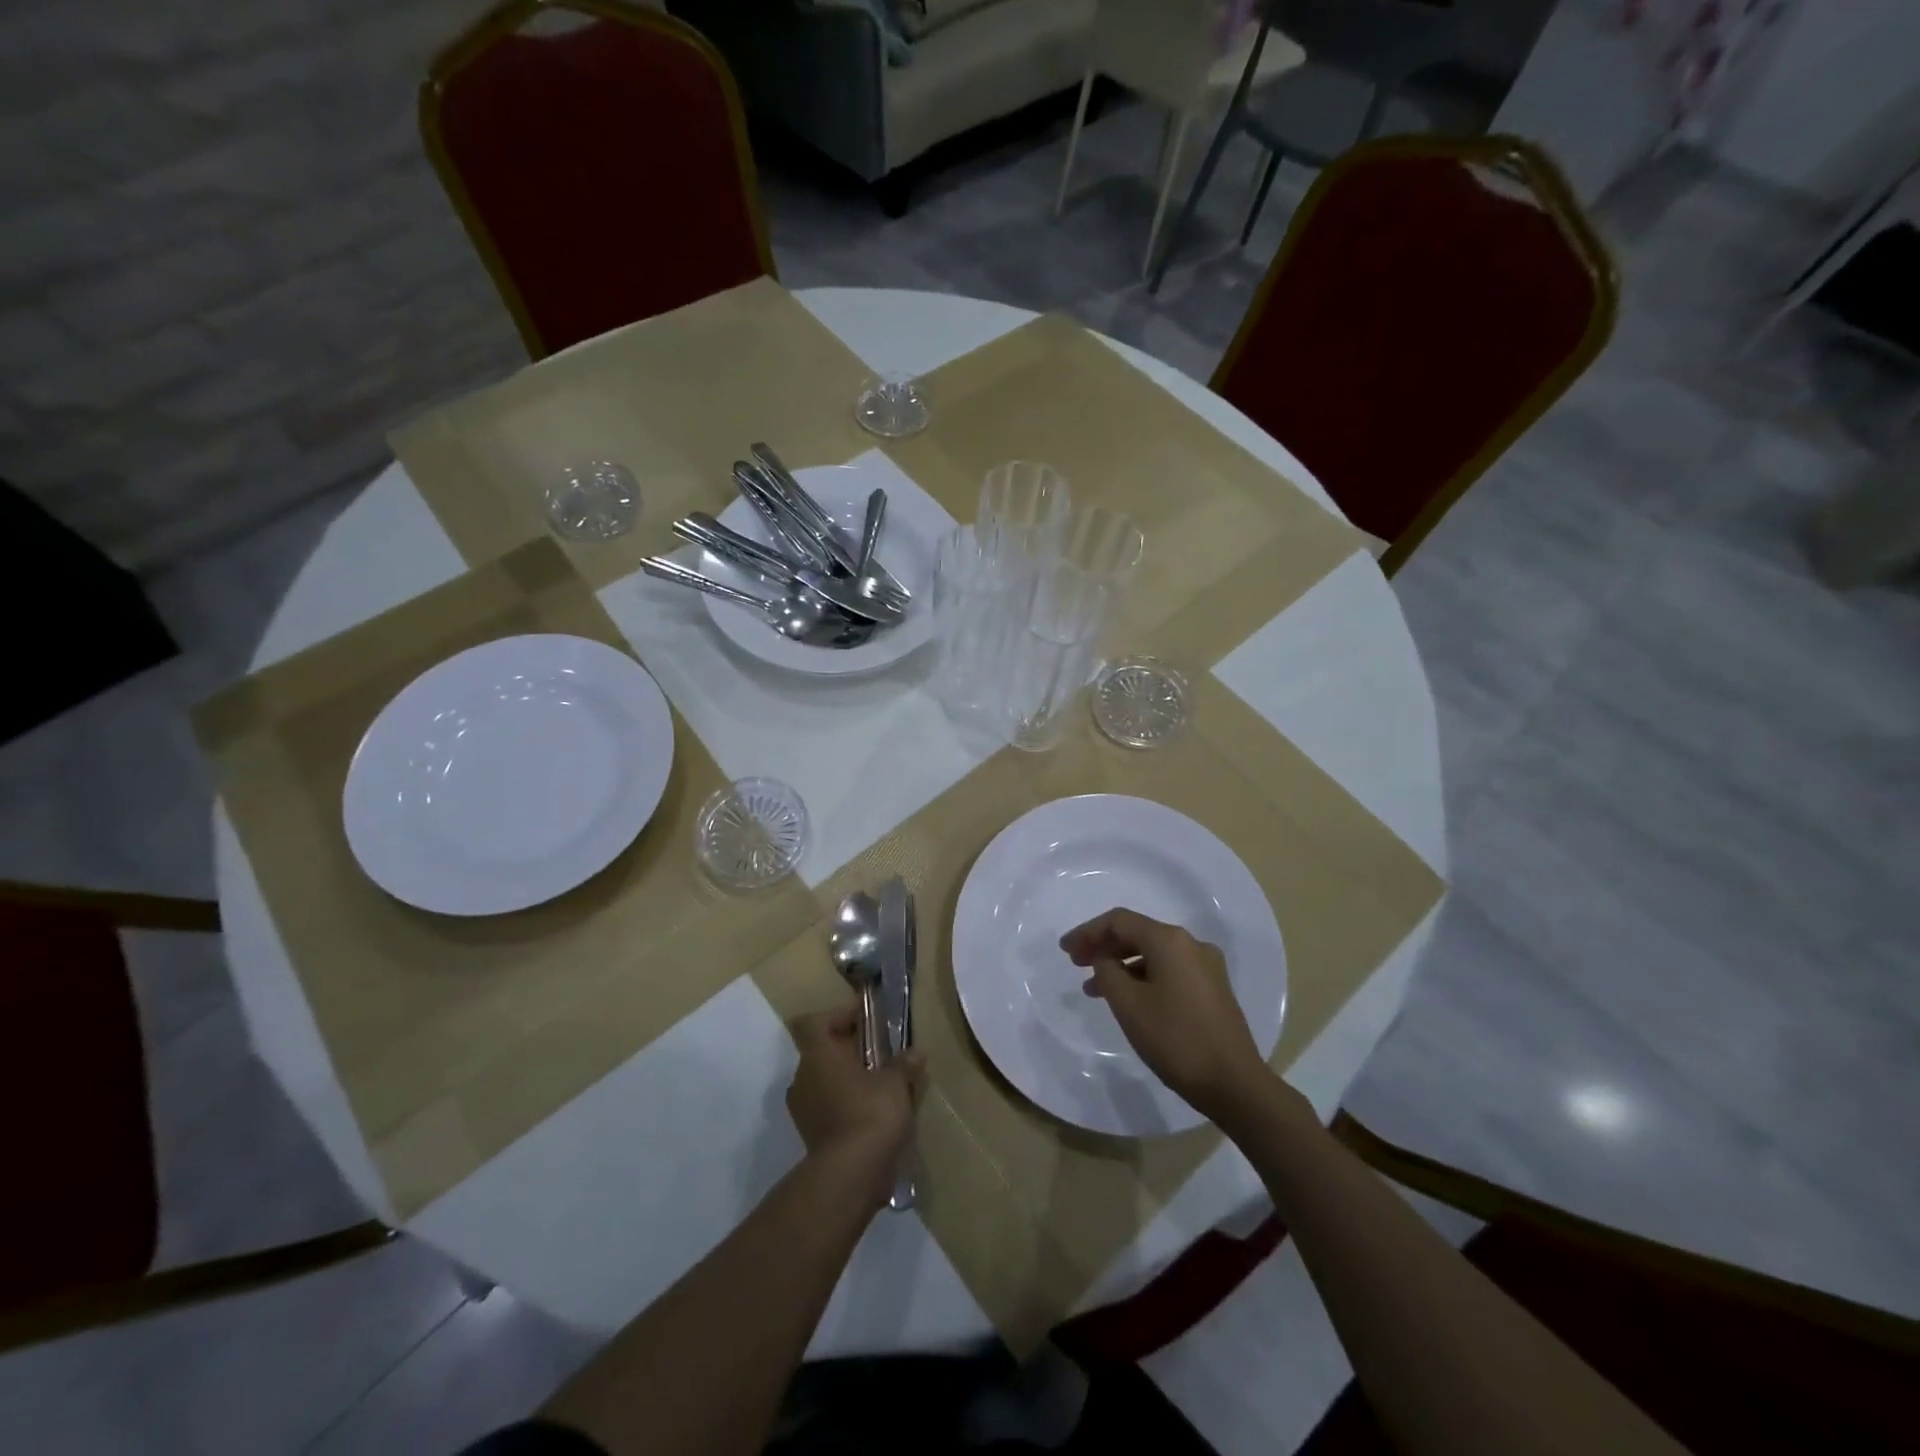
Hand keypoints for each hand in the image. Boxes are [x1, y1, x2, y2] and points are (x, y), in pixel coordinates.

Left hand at [785, 1005, 924, 1205]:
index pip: (815, 1023)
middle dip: (850, 1049)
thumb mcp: (896, 1083)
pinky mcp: (812, 1136)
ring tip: (882, 1083)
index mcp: (818, 1056)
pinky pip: (829, 1107)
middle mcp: (803, 1078)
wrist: (851, 1175)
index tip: (865, 1019)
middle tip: (880, 1051)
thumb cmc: (870, 1113)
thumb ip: (904, 1064)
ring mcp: (804, 1110)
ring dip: (849, 1078)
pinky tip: (876, 1112)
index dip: (838, 1015)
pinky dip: (848, 1104)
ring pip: (826, 1081)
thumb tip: (916, 1052)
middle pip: (822, 1052)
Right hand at [1061, 907, 1268, 1122]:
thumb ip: (1107, 972)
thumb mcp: (1128, 1004)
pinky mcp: (1213, 989)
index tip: (1065, 950)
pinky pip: (1169, 971)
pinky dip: (1143, 977)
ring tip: (1095, 989)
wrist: (1233, 1083)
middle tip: (1076, 964)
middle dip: (1104, 946)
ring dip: (1121, 965)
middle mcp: (1191, 944)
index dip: (1088, 932)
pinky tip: (1128, 999)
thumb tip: (1105, 960)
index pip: (1119, 921)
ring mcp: (1206, 967)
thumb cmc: (1175, 1039)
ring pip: (1153, 954)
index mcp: (1170, 940)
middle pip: (1138, 933)